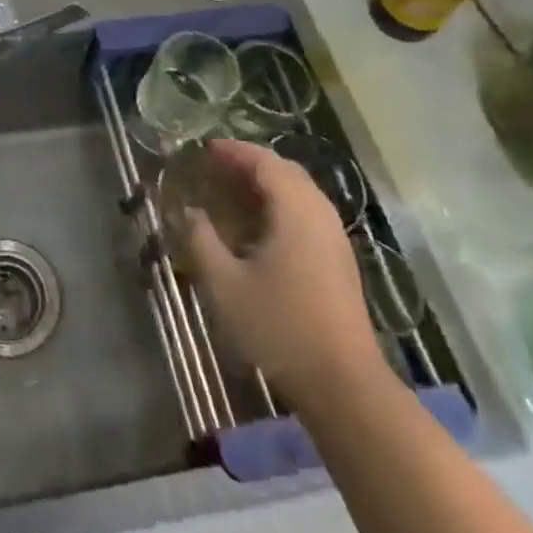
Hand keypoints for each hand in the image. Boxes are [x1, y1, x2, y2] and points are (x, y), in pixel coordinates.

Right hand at [185, 139, 387, 408]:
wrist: (343, 384)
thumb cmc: (279, 327)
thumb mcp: (225, 284)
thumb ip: (202, 240)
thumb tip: (189, 212)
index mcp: (295, 210)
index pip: (264, 161)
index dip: (234, 150)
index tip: (204, 149)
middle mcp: (320, 214)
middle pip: (286, 171)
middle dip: (250, 163)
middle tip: (216, 168)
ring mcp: (334, 238)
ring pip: (300, 192)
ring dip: (267, 184)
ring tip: (232, 193)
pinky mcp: (339, 260)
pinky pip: (307, 212)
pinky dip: (281, 204)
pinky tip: (259, 227)